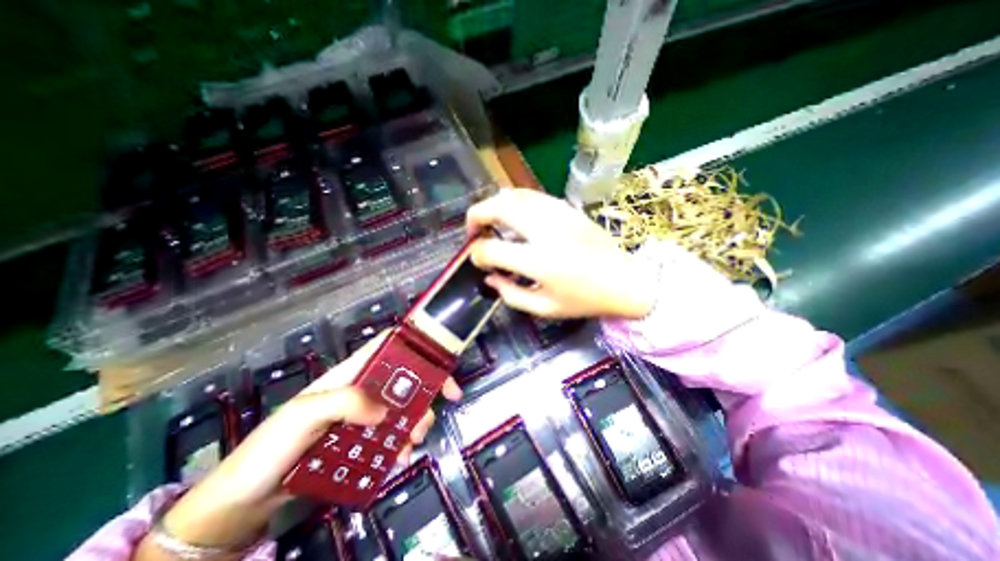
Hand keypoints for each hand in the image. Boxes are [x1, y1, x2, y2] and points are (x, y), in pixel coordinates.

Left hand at [135, 332, 463, 556]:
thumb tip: (385, 411)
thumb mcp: (304, 415)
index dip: (417, 346)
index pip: (389, 346)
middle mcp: (363, 389)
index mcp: (351, 373)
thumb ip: (345, 403)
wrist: (243, 502)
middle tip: (435, 412)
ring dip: (415, 422)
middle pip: (405, 378)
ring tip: (412, 443)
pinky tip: (400, 457)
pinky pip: (393, 435)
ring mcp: (364, 416)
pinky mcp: (363, 440)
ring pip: (403, 408)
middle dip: (425, 392)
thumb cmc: (270, 448)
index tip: (439, 364)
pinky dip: (403, 444)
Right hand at [468, 188, 657, 319]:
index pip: (492, 250)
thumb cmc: (585, 300)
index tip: (479, 261)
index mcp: (540, 262)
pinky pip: (531, 195)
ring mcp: (558, 214)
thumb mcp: (545, 308)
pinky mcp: (567, 208)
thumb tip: (489, 277)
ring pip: (514, 195)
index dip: (477, 254)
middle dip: (476, 216)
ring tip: (490, 222)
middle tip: (473, 232)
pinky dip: (514, 202)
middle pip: (498, 207)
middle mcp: (546, 231)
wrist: (626, 281)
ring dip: (494, 205)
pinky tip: (513, 216)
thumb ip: (511, 294)